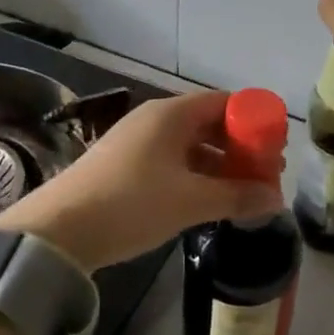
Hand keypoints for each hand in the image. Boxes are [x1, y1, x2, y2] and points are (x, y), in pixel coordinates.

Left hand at [0, 90, 285, 270]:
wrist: (58, 231)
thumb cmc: (131, 204)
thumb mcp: (190, 201)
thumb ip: (237, 196)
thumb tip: (275, 198)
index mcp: (171, 114)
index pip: (224, 103)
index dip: (254, 122)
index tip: (276, 148)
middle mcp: (154, 120)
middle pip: (208, 123)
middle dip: (240, 148)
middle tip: (265, 175)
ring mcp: (136, 142)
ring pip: (190, 146)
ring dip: (219, 165)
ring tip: (243, 193)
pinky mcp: (124, 165)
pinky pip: (171, 161)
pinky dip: (195, 176)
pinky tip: (207, 200)